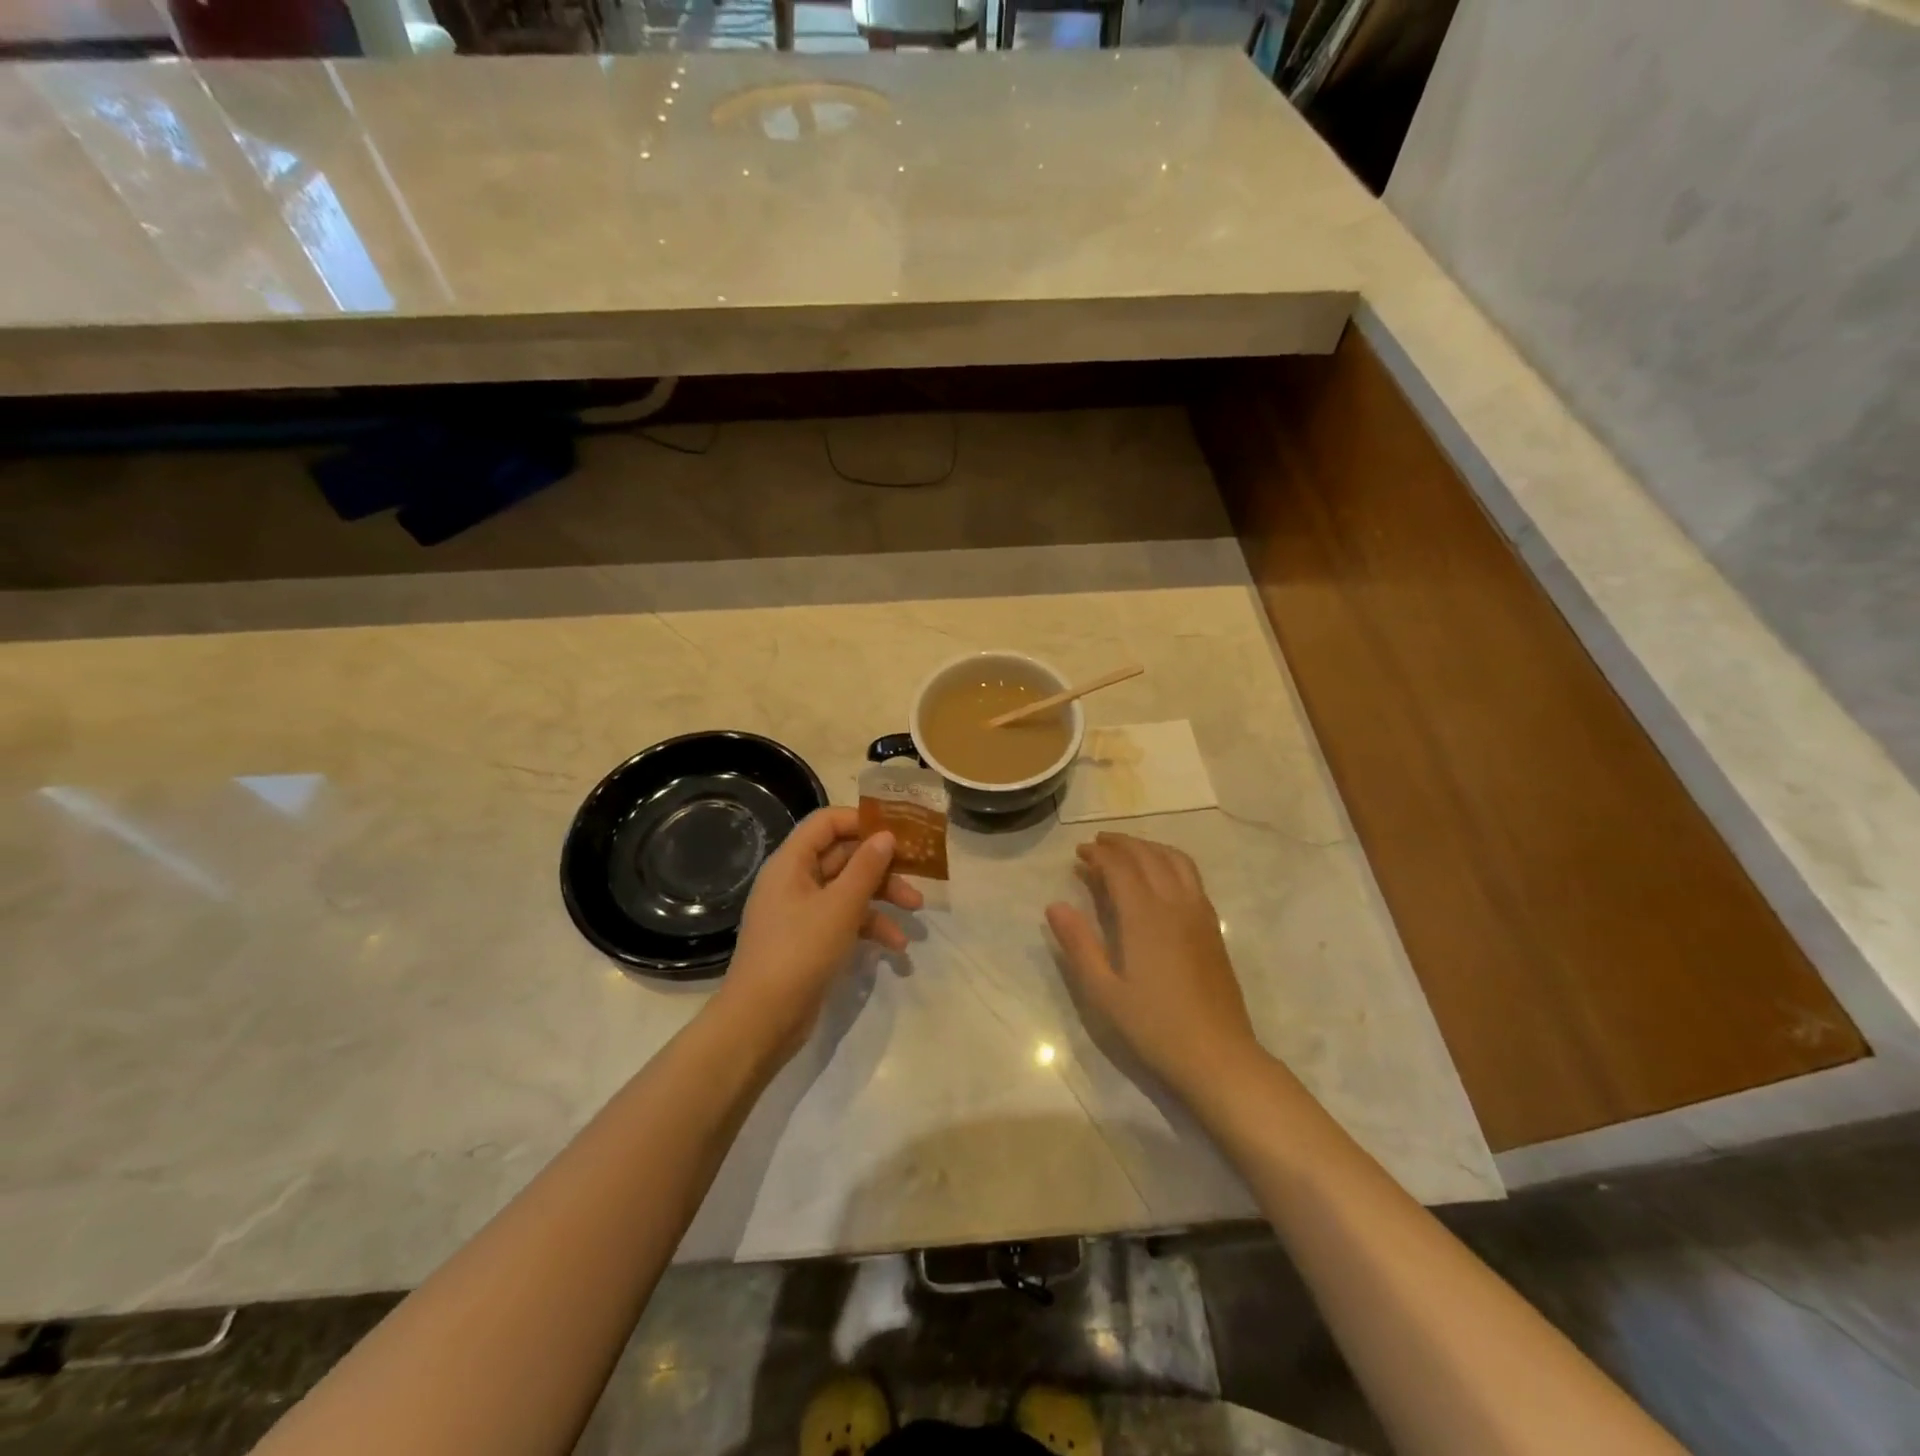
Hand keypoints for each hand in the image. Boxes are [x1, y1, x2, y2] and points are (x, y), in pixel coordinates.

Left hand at [717, 807, 923, 1059]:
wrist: (762, 1020)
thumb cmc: (800, 952)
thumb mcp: (840, 906)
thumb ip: (866, 867)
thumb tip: (885, 835)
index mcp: (791, 862)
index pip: (826, 823)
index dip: (861, 820)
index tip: (897, 831)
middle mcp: (794, 881)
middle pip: (843, 856)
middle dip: (881, 865)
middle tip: (918, 873)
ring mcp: (801, 912)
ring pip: (848, 889)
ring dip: (882, 897)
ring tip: (916, 910)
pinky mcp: (810, 940)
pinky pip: (844, 919)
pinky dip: (870, 927)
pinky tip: (896, 946)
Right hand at [1046, 832, 1265, 1101]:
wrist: (1218, 1055)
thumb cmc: (1154, 1026)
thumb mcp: (1104, 991)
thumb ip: (1079, 944)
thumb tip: (1054, 905)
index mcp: (1145, 916)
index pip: (1120, 866)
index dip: (1099, 854)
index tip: (1080, 852)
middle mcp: (1175, 904)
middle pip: (1149, 855)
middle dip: (1121, 844)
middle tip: (1097, 845)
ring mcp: (1199, 914)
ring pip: (1175, 860)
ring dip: (1149, 848)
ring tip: (1127, 852)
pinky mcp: (1213, 927)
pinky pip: (1192, 877)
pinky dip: (1170, 862)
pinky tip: (1160, 878)